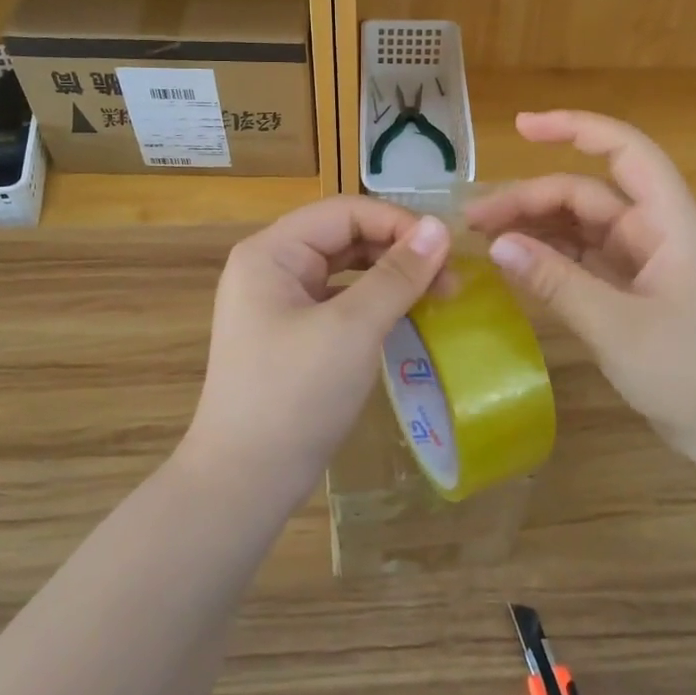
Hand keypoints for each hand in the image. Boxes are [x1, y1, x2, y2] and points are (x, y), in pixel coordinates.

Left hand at [183, 196, 450, 510]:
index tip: (447, 250)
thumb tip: (438, 227)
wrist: (244, 482)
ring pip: (345, 269)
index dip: (398, 223)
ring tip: (438, 295)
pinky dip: (375, 303)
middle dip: (398, 251)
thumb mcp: (352, 329)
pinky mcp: (292, 334)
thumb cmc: (295, 396)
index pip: (345, 212)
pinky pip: (340, 301)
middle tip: (451, 279)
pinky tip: (407, 316)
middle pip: (344, 236)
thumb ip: (397, 275)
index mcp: (271, 252)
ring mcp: (279, 302)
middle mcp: (271, 267)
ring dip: (391, 276)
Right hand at [465, 111, 695, 462]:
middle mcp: (654, 232)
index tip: (521, 127)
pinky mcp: (631, 291)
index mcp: (668, 223)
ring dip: (534, 226)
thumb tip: (498, 245)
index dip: (575, 128)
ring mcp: (642, 262)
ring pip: (580, 226)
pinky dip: (548, 257)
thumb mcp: (618, 327)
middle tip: (474, 221)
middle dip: (531, 198)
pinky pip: (582, 259)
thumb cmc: (692, 375)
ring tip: (483, 238)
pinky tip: (514, 263)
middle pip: (586, 194)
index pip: (624, 151)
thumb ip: (556, 282)